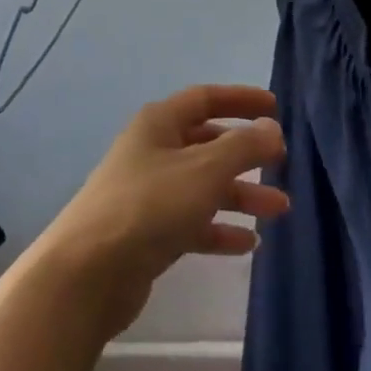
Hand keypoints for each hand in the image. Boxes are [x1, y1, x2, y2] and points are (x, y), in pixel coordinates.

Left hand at [39, 86, 288, 336]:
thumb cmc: (150, 206)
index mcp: (158, 124)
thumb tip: (271, 128)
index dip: (240, 99)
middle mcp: (152, 153)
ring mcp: (148, 194)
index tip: (275, 107)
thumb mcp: (205, 170)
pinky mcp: (147, 233)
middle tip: (281, 164)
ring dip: (240, 195)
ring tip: (279, 210)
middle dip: (245, 154)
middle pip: (206, 144)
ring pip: (203, 186)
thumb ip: (243, 146)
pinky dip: (219, 229)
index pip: (204, 99)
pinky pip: (192, 223)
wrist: (89, 271)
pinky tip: (248, 244)